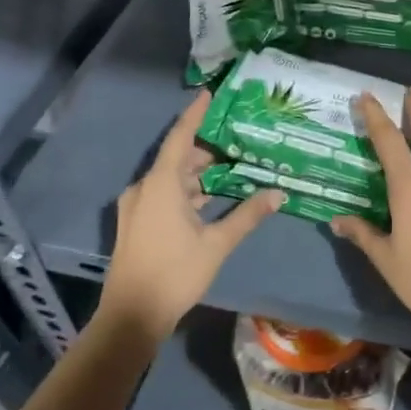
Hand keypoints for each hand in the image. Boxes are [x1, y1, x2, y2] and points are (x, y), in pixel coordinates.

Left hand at [99, 91, 284, 341]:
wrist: (132, 315)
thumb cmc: (175, 273)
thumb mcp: (217, 243)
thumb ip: (248, 215)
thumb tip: (278, 193)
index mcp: (161, 184)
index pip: (180, 137)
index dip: (195, 114)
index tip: (210, 94)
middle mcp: (145, 188)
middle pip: (177, 158)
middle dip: (205, 150)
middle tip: (237, 142)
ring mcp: (137, 206)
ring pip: (171, 179)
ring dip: (197, 174)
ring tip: (230, 169)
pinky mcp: (136, 223)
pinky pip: (163, 195)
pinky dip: (186, 191)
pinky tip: (211, 199)